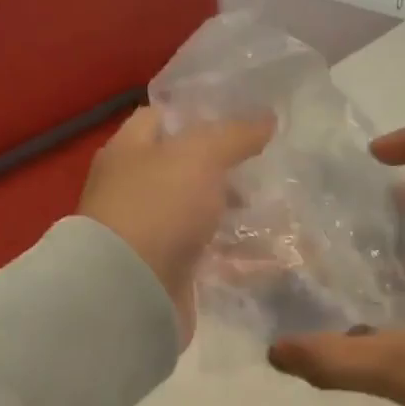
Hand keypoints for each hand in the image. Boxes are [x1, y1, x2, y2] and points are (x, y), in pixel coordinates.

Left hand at [79, 106, 274, 344]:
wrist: (130, 290)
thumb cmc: (158, 207)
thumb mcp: (200, 156)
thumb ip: (234, 136)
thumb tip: (267, 119)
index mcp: (129, 152)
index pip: (160, 119)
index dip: (198, 116)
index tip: (240, 121)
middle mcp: (134, 190)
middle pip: (183, 171)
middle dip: (224, 171)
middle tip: (264, 170)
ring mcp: (150, 233)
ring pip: (198, 215)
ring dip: (233, 214)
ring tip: (276, 211)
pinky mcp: (169, 271)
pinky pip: (208, 256)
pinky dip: (235, 256)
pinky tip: (268, 253)